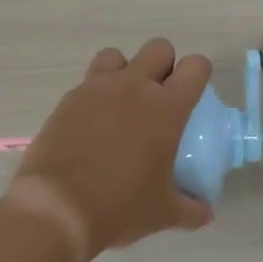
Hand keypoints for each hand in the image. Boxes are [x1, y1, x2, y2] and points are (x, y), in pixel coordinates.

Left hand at [9, 38, 213, 261]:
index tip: (193, 95)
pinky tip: (93, 125)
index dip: (198, 74)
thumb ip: (191, 209)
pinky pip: (88, 82)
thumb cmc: (119, 207)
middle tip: (159, 98)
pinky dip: (95, 95)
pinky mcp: (68, 99)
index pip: (195, 67)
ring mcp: (96, 88)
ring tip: (122, 104)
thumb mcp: (164, 213)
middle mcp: (133, 87)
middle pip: (158, 48)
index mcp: (165, 108)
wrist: (57, 207)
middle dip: (164, 65)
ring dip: (125, 71)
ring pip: (117, 56)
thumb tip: (205, 212)